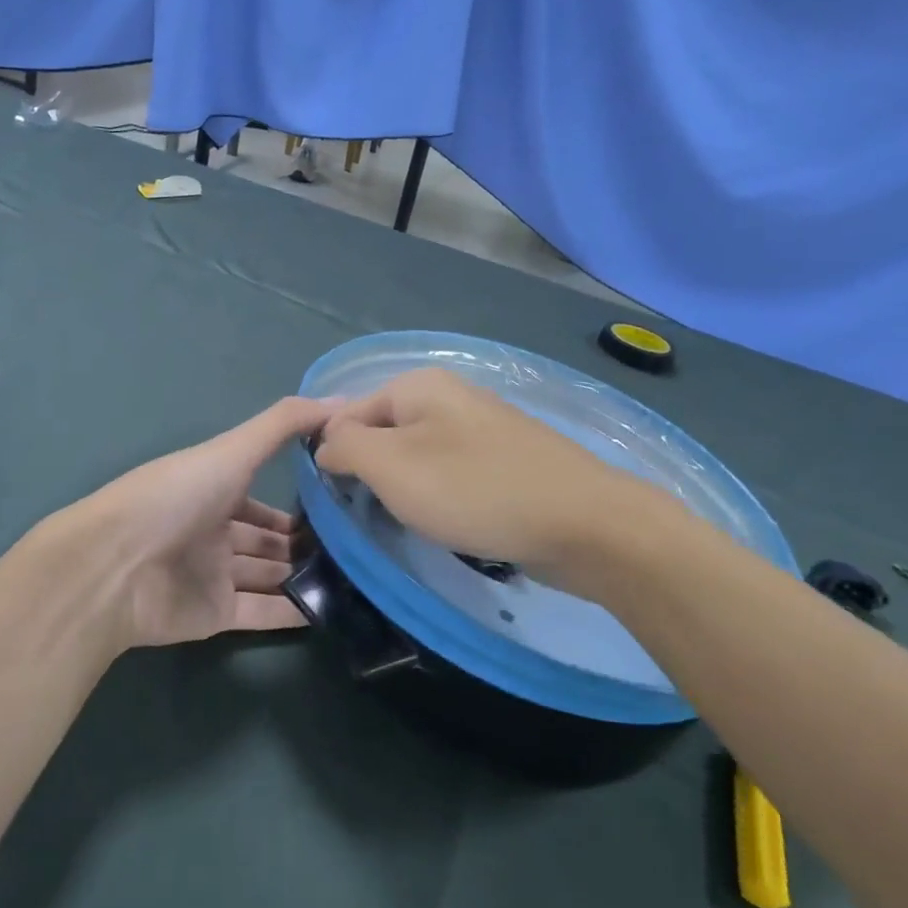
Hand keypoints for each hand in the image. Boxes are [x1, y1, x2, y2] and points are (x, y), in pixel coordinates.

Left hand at [52, 396, 335, 648]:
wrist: (115, 566)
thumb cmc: (175, 497)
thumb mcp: (233, 449)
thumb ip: (284, 424)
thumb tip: (342, 401)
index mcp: (212, 491)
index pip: (262, 498)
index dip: (298, 499)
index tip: (342, 500)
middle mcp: (213, 532)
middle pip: (267, 539)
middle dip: (304, 542)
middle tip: (355, 545)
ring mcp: (213, 576)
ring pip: (268, 576)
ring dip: (304, 576)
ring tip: (356, 576)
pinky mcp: (214, 616)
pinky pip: (262, 613)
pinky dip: (293, 612)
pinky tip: (332, 609)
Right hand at [314, 367, 626, 573]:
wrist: (582, 523)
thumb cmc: (474, 490)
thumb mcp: (391, 465)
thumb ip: (345, 446)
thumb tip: (325, 444)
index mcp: (418, 384)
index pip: (346, 413)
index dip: (332, 455)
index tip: (334, 501)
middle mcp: (450, 395)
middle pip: (384, 433)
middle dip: (372, 473)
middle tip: (373, 515)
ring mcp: (482, 427)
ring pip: (418, 456)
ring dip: (406, 490)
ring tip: (411, 523)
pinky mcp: (506, 460)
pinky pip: (453, 474)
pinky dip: (441, 498)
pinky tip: (450, 523)